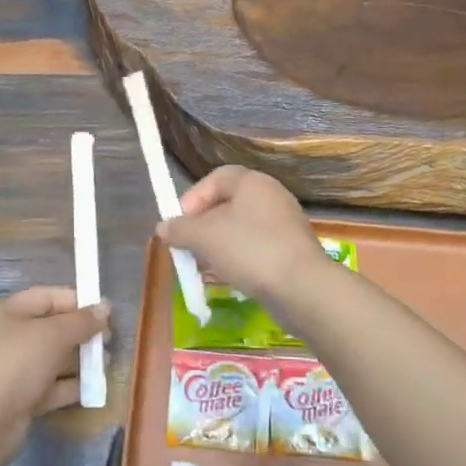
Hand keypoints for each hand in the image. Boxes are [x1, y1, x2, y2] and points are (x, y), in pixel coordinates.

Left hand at [0, 287, 110, 465]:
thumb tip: (106, 308)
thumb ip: (81, 321)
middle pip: (51, 328)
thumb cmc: (14, 364)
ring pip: (53, 359)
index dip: (77, 301)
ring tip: (108, 363)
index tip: (106, 311)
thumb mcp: (52, 334)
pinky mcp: (20, 399)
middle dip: (81, 332)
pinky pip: (51, 387)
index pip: (46, 297)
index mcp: (6, 313)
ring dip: (80, 360)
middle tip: (110, 340)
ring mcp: (12, 370)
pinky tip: (95, 387)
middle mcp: (7, 338)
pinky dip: (71, 386)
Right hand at [159, 165, 324, 303]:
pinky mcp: (291, 251)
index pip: (216, 177)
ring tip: (205, 267)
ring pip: (241, 229)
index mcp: (253, 183)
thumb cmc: (249, 249)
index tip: (179, 223)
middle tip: (188, 247)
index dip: (193, 197)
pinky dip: (239, 259)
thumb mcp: (204, 237)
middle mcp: (272, 197)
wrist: (302, 288)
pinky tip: (230, 278)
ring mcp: (285, 225)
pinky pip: (256, 248)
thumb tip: (163, 228)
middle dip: (203, 226)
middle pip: (228, 204)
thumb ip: (180, 229)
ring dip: (218, 245)